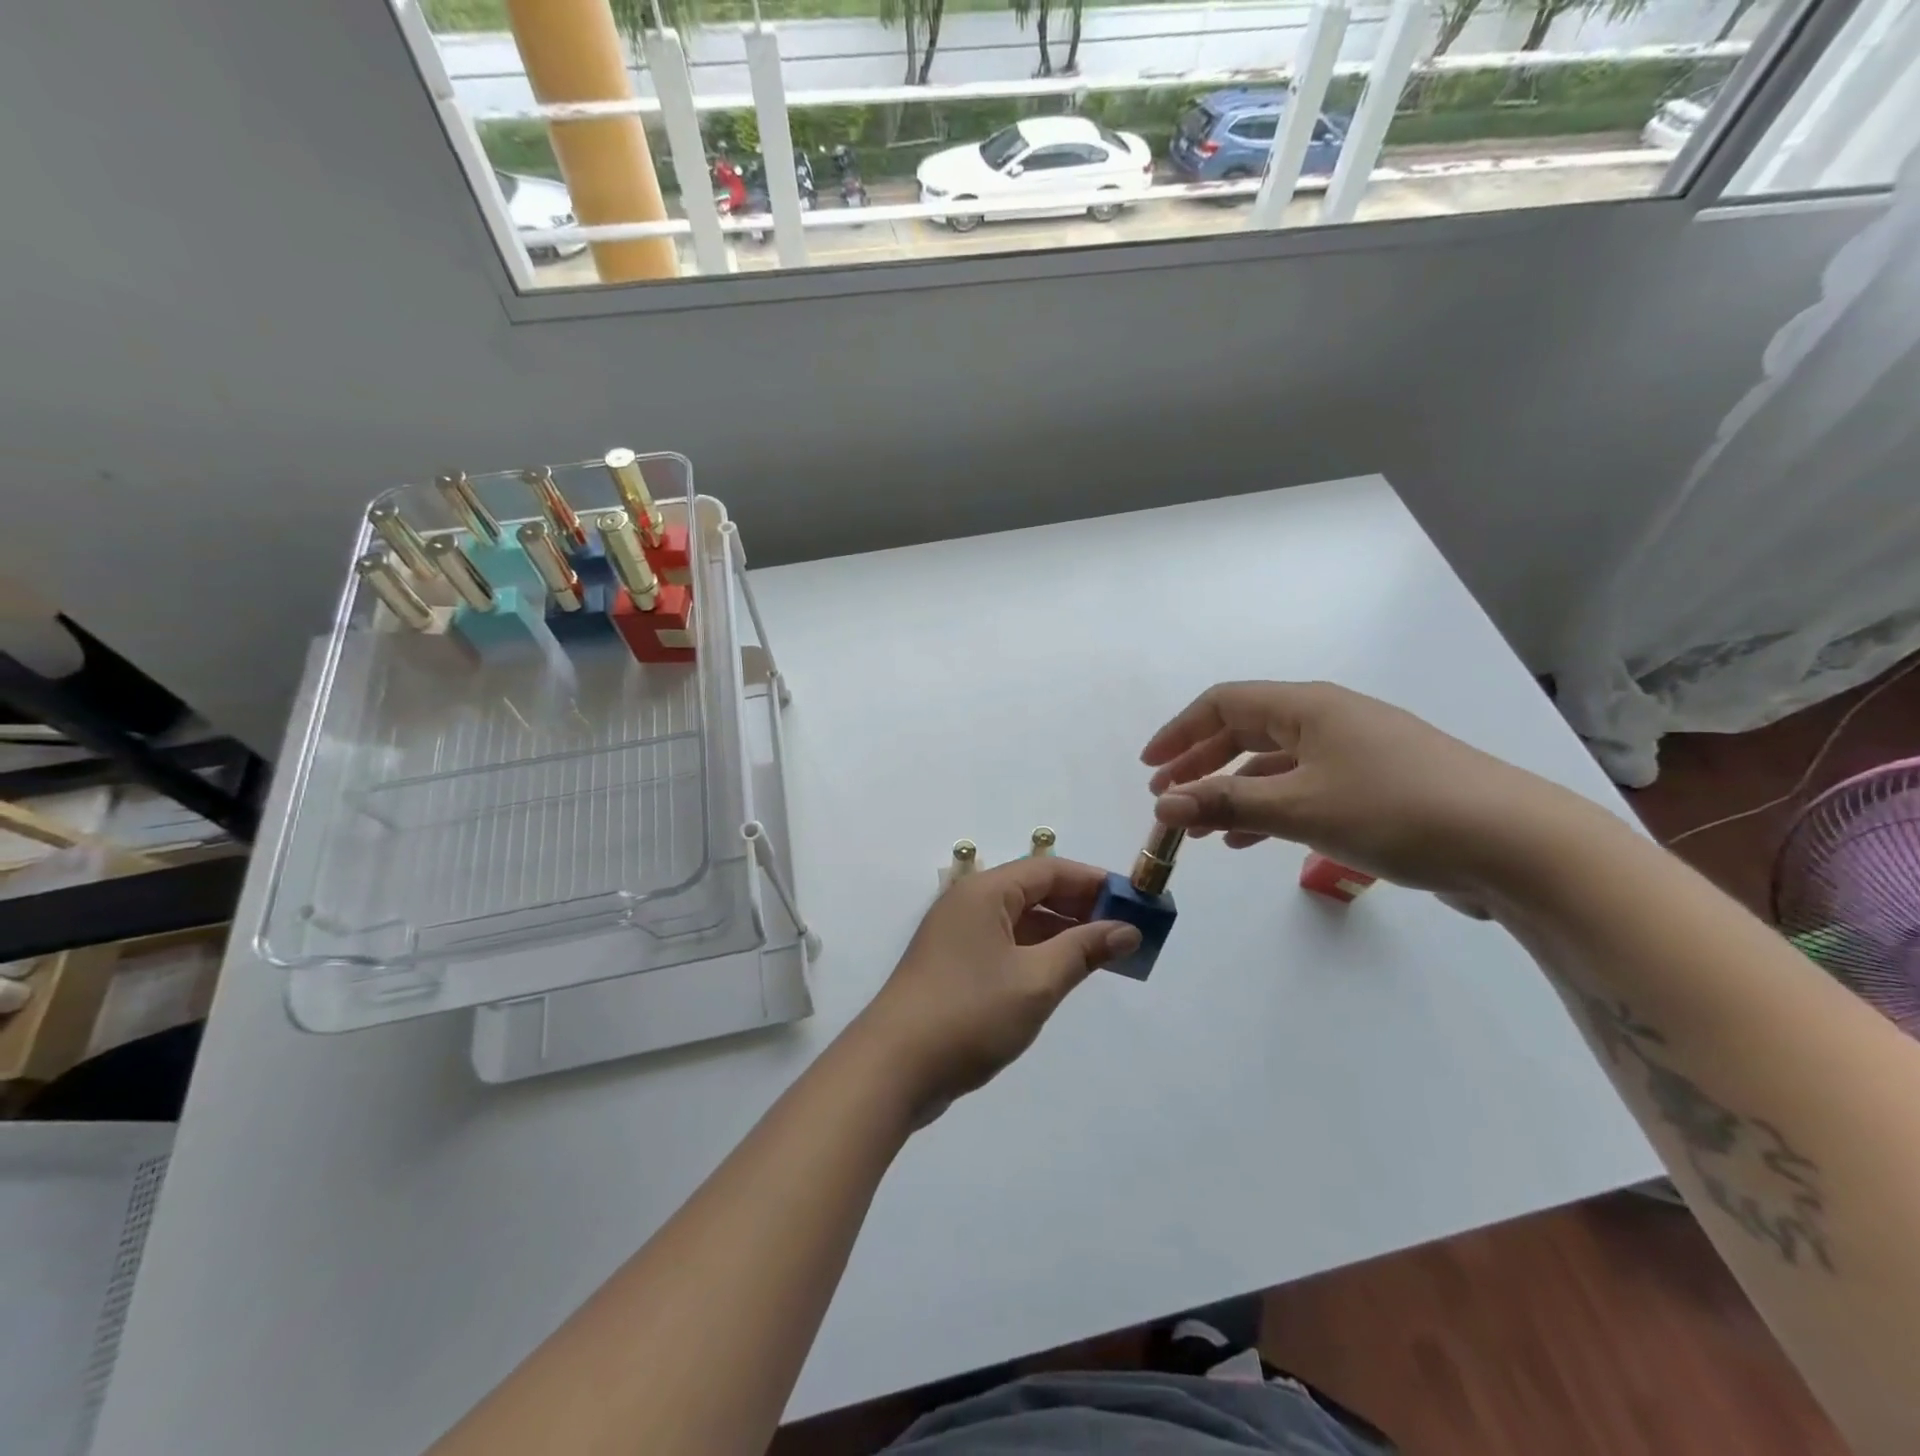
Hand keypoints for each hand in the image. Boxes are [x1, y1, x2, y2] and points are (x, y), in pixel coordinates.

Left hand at [852, 857, 1141, 1122]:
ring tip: (1106, 954)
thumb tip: (1127, 929)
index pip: (1049, 870)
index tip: (1134, 900)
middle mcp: (969, 904)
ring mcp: (959, 937)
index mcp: (984, 893)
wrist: (893, 1068)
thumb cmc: (969, 1013)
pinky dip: (1039, 954)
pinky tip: (1065, 974)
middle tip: (1127, 930)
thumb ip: (1083, 950)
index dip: (1094, 882)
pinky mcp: (955, 967)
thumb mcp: (1036, 981)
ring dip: (1062, 934)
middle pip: (1034, 892)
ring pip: (1021, 922)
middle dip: (1081, 908)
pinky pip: (1007, 947)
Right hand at [1141, 680, 1585, 898]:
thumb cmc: (1396, 810)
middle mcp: (1329, 719)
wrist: (1515, 845)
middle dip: (1200, 763)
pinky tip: (1252, 838)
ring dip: (1231, 788)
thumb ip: (1224, 804)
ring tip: (1200, 823)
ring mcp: (1356, 752)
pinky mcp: (1377, 785)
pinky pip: (1303, 786)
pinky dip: (1269, 806)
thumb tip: (1160, 805)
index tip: (1149, 768)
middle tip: (1166, 797)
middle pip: (1246, 730)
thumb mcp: (1299, 808)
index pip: (1223, 704)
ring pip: (1273, 762)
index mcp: (1308, 707)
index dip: (1179, 732)